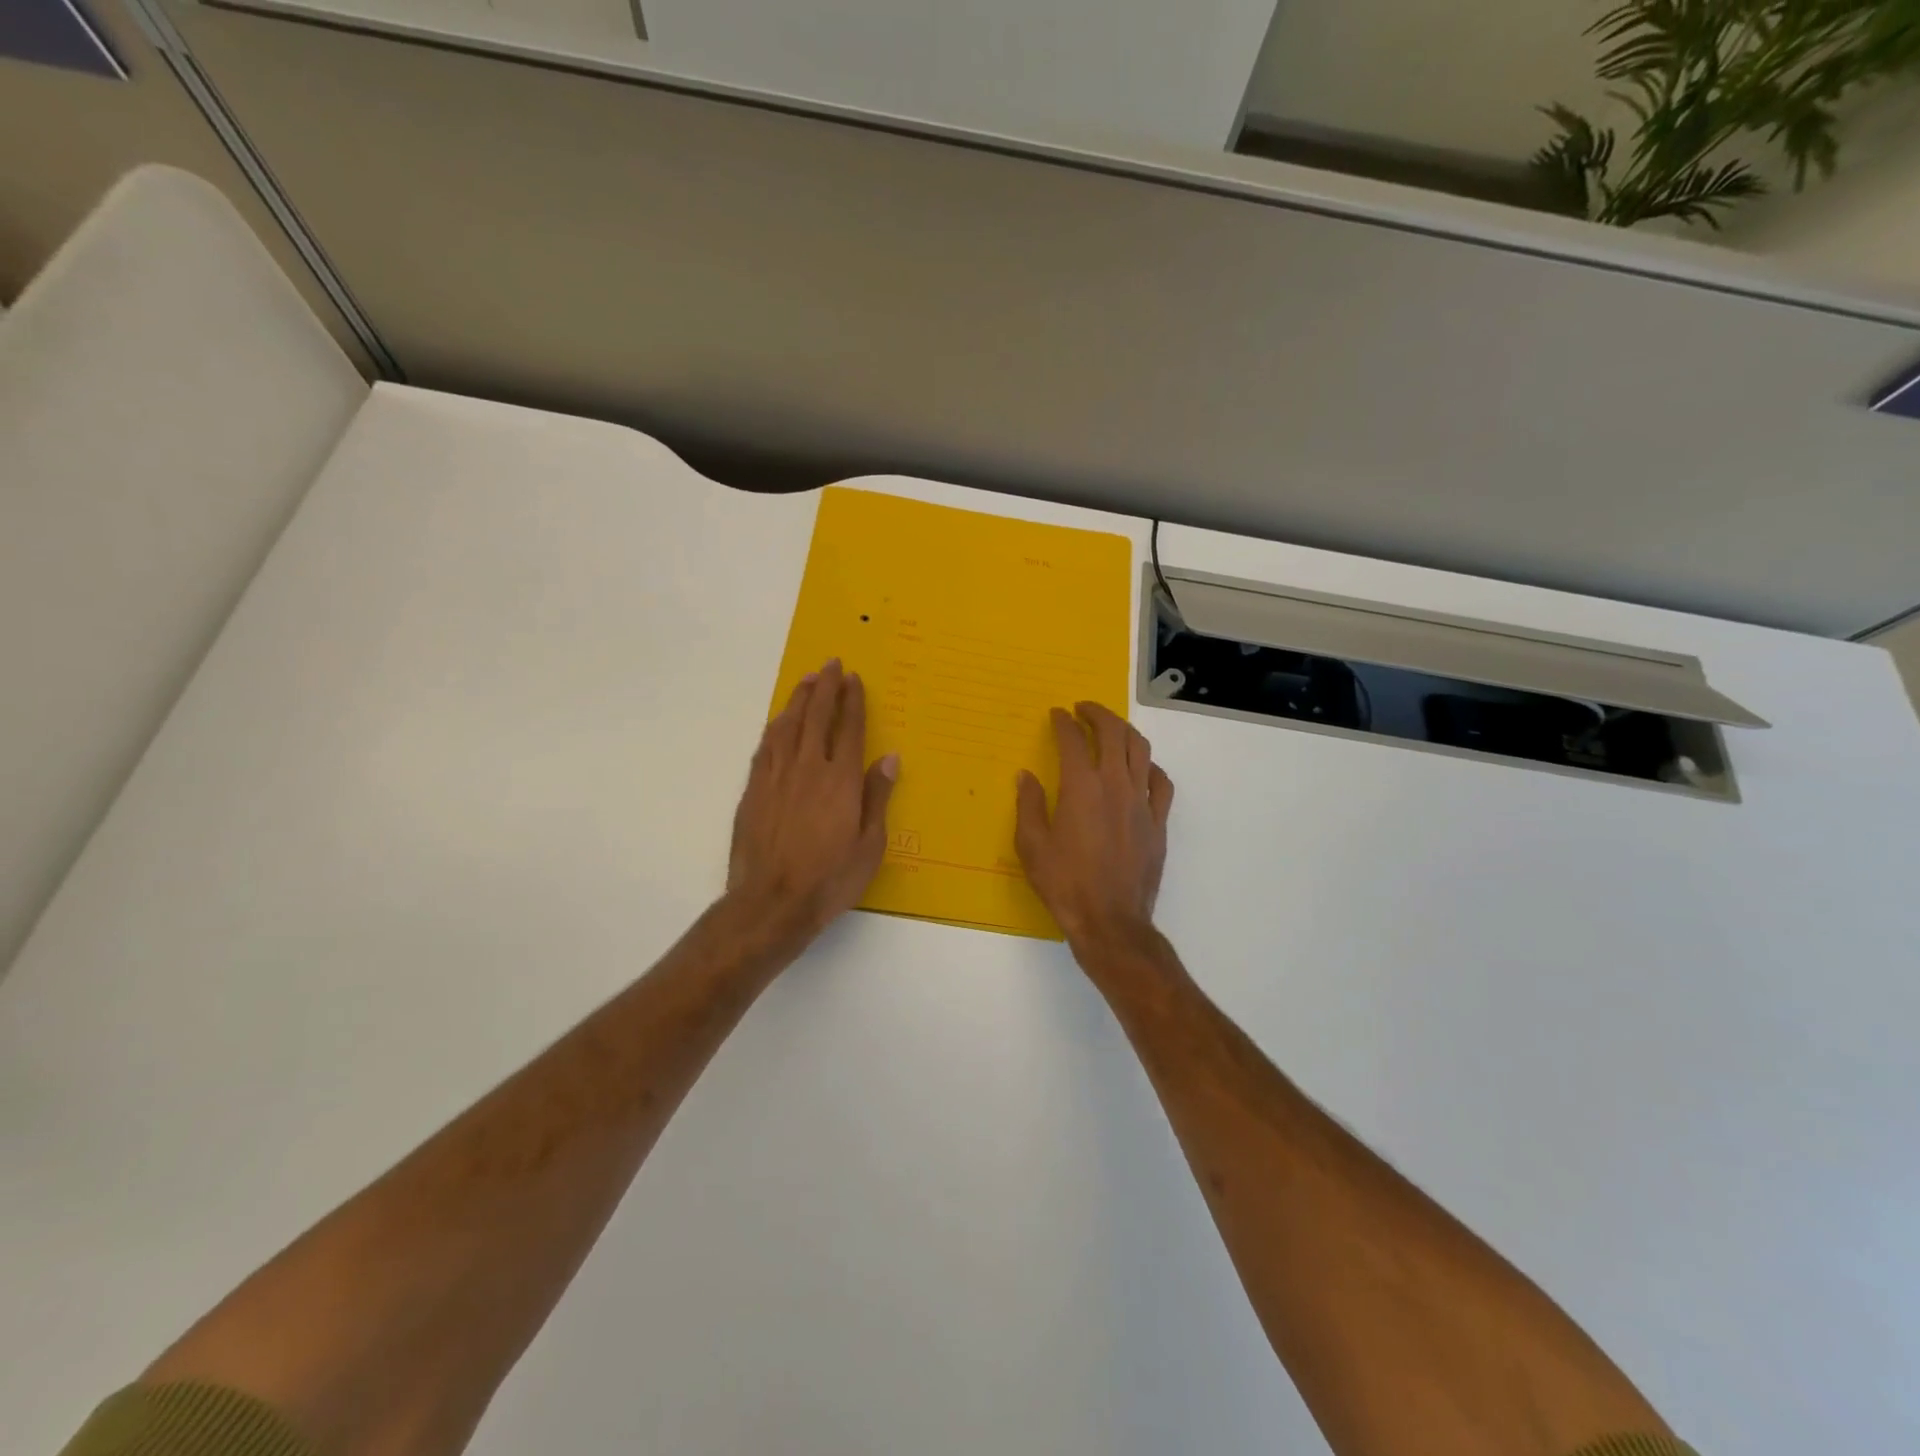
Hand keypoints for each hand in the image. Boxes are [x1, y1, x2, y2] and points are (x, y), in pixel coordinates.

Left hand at [726, 660, 898, 946]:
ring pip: (787, 726)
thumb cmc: (830, 879)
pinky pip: (765, 747)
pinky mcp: (754, 790)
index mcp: (840, 780)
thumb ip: (877, 797)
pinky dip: (775, 727)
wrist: (771, 902)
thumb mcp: (869, 845)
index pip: (849, 728)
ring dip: (798, 699)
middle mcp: (808, 768)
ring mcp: (776, 777)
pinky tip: (778, 721)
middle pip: (816, 717)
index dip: (852, 701)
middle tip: (830, 664)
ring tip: (806, 680)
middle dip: (825, 687)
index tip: (853, 678)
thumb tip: (889, 758)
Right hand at [1015, 702, 1173, 946]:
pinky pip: (1161, 783)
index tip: (1056, 714)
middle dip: (1098, 713)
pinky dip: (1150, 766)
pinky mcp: (1158, 822)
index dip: (1063, 722)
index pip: (1073, 740)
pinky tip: (1141, 768)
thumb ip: (1029, 804)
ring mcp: (1142, 802)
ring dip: (1125, 731)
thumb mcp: (1032, 845)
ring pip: (1141, 750)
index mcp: (1081, 788)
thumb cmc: (1064, 883)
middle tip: (1083, 708)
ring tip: (1112, 728)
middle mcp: (1115, 785)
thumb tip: (1026, 776)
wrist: (1110, 920)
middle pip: (1113, 733)